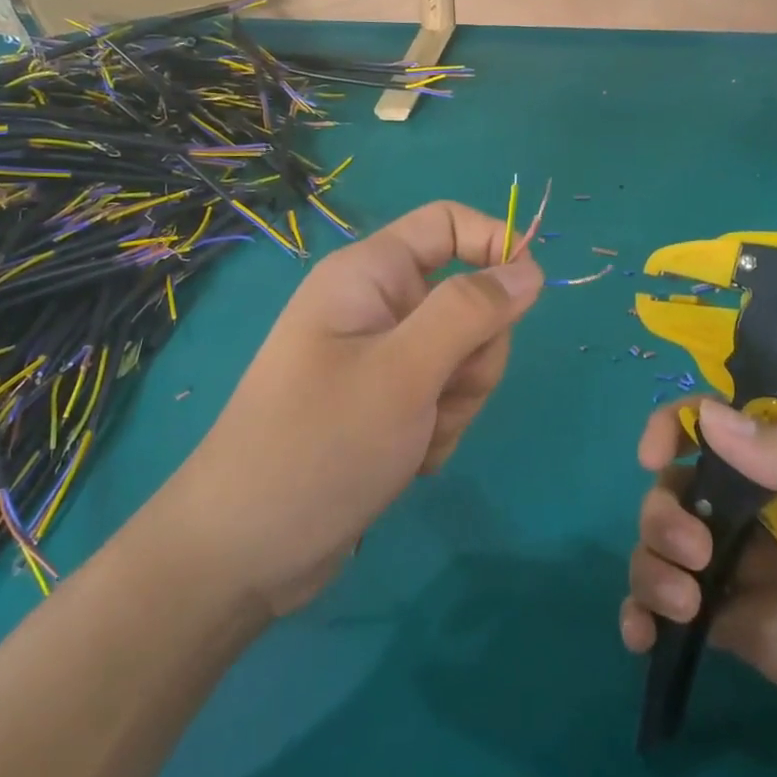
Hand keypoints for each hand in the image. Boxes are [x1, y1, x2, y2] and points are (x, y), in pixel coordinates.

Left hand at [171, 201, 541, 616]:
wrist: (245, 552)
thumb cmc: (321, 445)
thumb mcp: (405, 372)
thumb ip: (471, 312)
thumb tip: (529, 267)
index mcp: (368, 275)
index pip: (447, 224)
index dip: (495, 244)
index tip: (531, 294)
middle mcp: (375, 307)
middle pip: (466, 299)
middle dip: (472, 354)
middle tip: (438, 394)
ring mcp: (379, 359)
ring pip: (462, 356)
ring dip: (455, 402)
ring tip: (414, 438)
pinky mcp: (384, 405)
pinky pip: (442, 398)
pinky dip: (438, 429)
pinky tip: (407, 461)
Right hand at [620, 399, 776, 776]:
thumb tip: (706, 413)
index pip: (725, 427)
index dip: (679, 427)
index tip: (656, 456)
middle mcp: (771, 516)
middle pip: (684, 490)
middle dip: (665, 512)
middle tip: (694, 554)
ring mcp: (757, 578)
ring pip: (670, 549)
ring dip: (650, 564)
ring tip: (679, 607)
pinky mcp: (750, 637)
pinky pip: (679, 615)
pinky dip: (645, 618)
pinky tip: (642, 637)